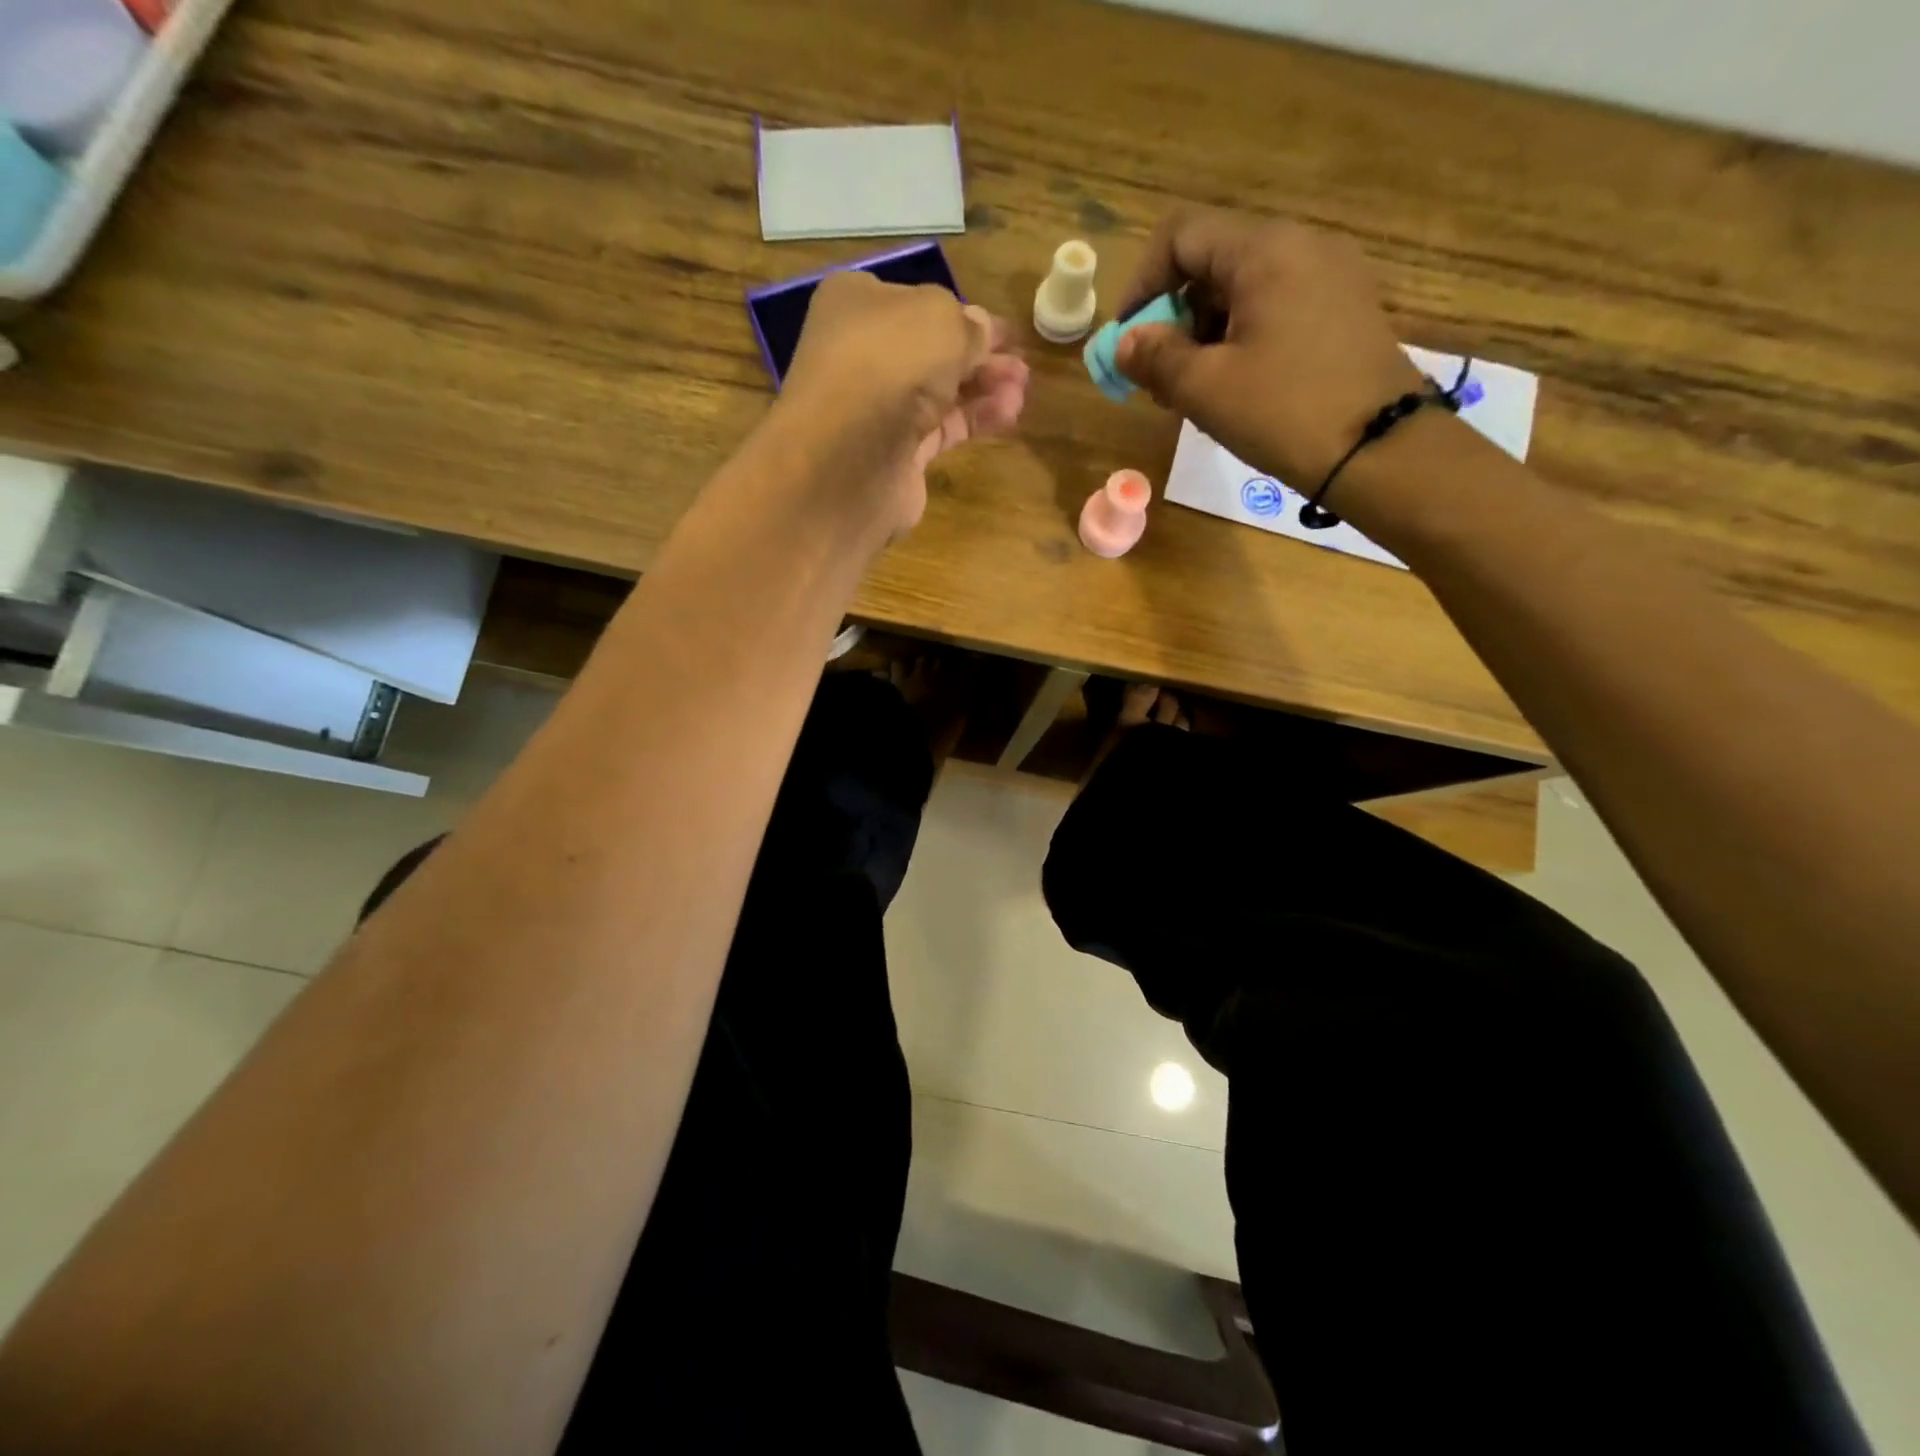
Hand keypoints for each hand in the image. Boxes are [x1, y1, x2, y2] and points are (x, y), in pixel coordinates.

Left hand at [776, 271, 1028, 537]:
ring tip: (1023, 389)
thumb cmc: (888, 365)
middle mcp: (863, 353)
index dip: (961, 313)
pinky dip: (975, 419)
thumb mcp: (940, 321)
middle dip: (980, 354)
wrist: (847, 460)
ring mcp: (878, 408)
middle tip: (1021, 362)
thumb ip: (968, 324)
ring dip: (984, 387)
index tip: (1003, 330)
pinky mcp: (896, 454)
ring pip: (940, 391)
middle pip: (931, 349)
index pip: (916, 302)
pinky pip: (942, 428)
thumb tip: (981, 330)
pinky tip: (1010, 413)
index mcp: (857, 303)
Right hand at [1115, 209, 1424, 490]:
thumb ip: (1156, 357)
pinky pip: (1274, 309)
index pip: (1182, 235)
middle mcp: (1302, 246)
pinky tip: (1231, 387)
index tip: (1126, 339)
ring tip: (1190, 392)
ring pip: (1242, 289)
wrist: (1379, 452)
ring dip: (1202, 334)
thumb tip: (1125, 344)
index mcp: (1266, 250)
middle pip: (1212, 261)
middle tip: (1155, 377)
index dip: (1141, 283)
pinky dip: (1238, 339)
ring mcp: (1329, 277)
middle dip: (1172, 317)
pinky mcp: (1343, 311)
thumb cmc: (1284, 412)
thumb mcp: (1205, 388)